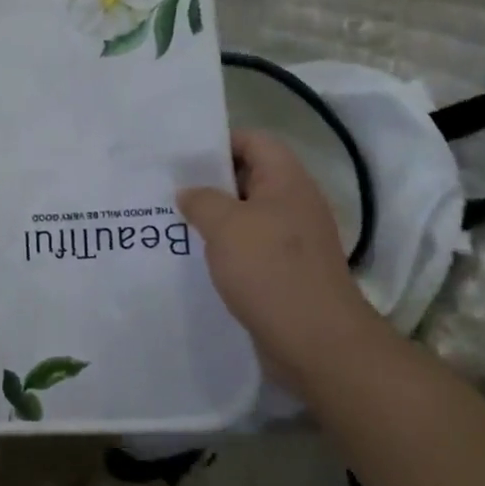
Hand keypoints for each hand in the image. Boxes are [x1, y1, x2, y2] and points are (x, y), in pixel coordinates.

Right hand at [178, 130, 385, 392]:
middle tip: (167, 188)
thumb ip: (201, 200)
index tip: (182, 157)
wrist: (317, 344)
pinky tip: (194, 258)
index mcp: (287, 181)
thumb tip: (189, 193)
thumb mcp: (225, 225)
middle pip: (248, 177)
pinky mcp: (285, 272)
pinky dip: (224, 249)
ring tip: (173, 222)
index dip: (219, 141)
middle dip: (209, 182)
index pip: (254, 141)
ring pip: (245, 215)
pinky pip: (249, 248)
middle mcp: (294, 204)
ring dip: (213, 219)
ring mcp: (292, 241)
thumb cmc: (271, 271)